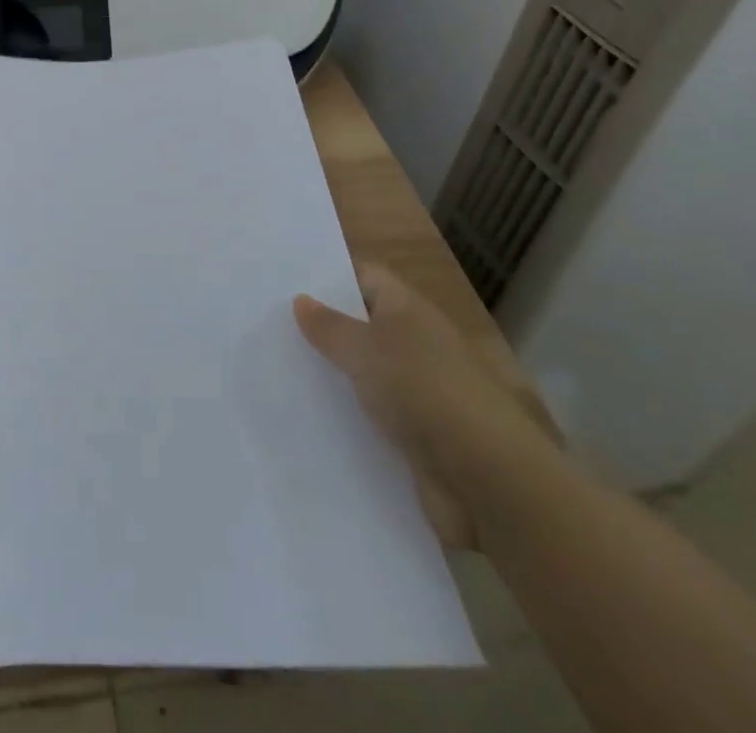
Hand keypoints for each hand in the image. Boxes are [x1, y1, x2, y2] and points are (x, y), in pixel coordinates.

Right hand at [294, 264, 557, 548]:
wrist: (486, 478)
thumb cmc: (423, 391)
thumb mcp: (365, 350)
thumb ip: (330, 326)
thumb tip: (301, 299)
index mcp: (408, 311)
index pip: (365, 277)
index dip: (329, 276)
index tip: (286, 279)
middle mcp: (416, 345)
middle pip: (362, 326)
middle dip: (323, 328)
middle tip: (269, 324)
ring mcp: (418, 392)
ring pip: (364, 374)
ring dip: (331, 376)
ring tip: (275, 369)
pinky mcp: (415, 437)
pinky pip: (371, 417)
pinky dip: (345, 417)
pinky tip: (304, 417)